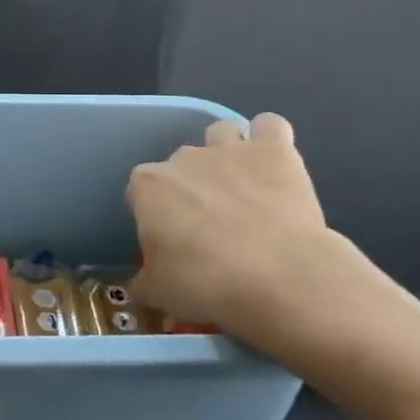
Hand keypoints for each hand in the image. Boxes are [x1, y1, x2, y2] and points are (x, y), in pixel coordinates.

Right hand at [126, 113, 401, 372]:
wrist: (279, 276)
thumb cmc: (206, 284)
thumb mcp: (161, 293)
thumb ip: (145, 282)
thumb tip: (141, 287)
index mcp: (147, 186)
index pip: (141, 191)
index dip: (156, 214)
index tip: (172, 240)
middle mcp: (183, 158)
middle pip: (181, 163)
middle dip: (193, 185)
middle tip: (212, 224)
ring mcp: (229, 149)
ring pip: (221, 132)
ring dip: (228, 152)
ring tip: (243, 186)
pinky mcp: (274, 150)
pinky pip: (269, 126)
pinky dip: (270, 138)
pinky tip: (275, 161)